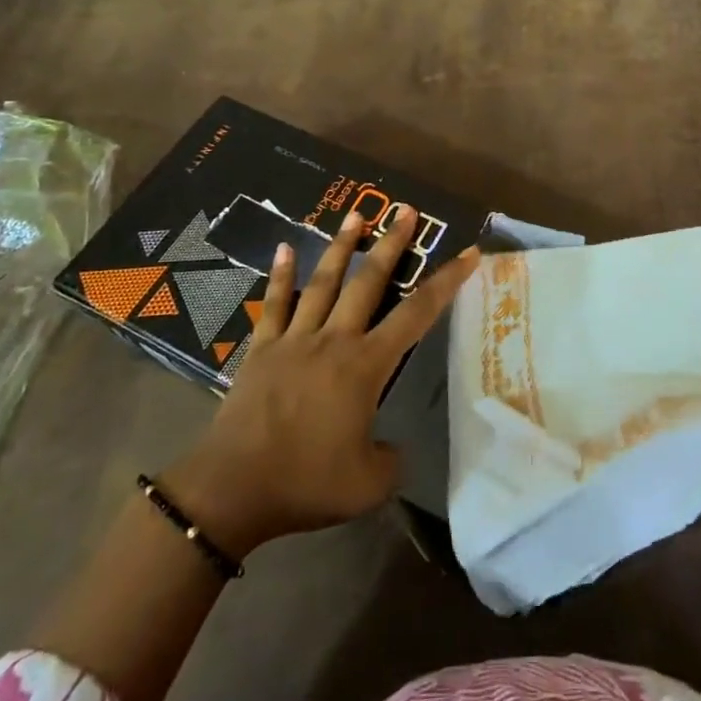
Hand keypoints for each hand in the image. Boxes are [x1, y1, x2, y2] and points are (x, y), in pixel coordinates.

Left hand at [161, 207, 478, 558]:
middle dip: (391, 243)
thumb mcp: (368, 484)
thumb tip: (391, 448)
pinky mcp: (262, 348)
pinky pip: (274, 303)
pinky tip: (285, 248)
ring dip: (342, 247)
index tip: (468, 253)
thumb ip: (392, 461)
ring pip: (324, 281)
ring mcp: (295, 339)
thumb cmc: (306, 483)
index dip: (447, 281)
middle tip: (406, 211)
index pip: (417, 314)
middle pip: (368, 281)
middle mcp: (334, 340)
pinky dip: (280, 275)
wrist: (232, 489)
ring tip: (356, 215)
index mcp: (366, 365)